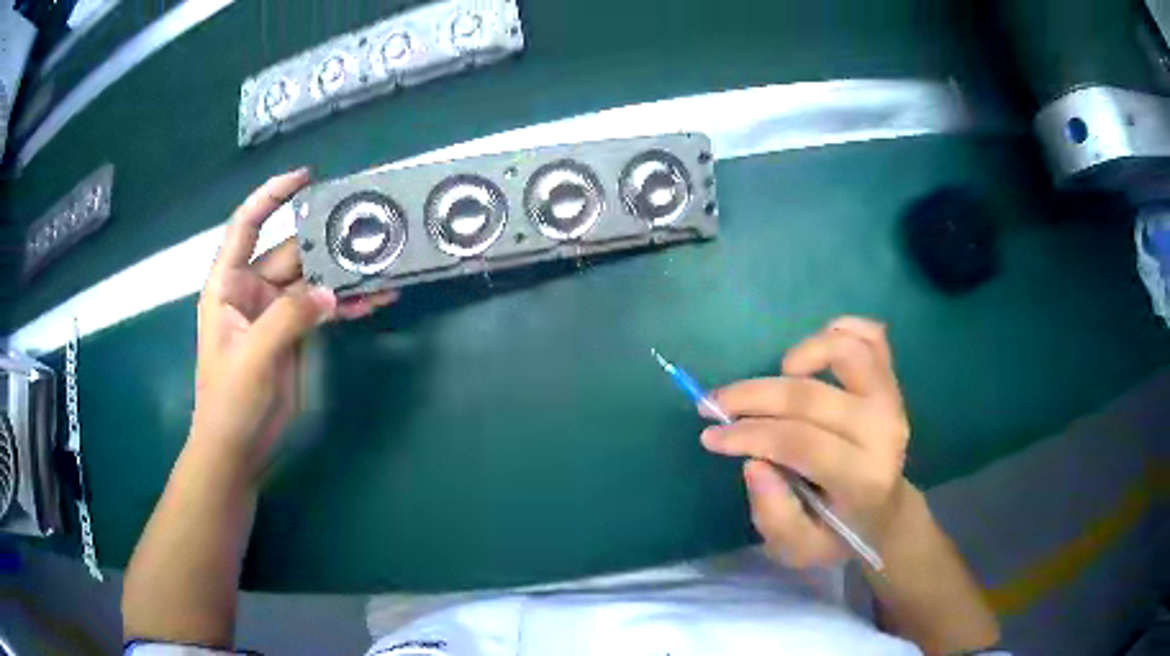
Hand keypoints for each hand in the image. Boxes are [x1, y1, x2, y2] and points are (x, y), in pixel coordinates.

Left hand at [191, 169, 396, 479]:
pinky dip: (347, 304)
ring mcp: (275, 312)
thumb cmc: (229, 400)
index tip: (306, 178)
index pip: (247, 225)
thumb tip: (331, 292)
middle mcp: (251, 289)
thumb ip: (288, 318)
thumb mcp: (253, 356)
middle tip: (368, 228)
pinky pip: (323, 309)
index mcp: (228, 283)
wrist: (238, 447)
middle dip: (327, 241)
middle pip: (291, 252)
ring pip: (313, 281)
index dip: (272, 196)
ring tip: (383, 263)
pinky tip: (375, 299)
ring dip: (344, 274)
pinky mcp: (294, 333)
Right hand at [700, 317, 909, 568]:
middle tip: (714, 404)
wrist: (886, 517)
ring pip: (848, 352)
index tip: (709, 436)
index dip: (747, 434)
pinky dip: (841, 329)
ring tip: (776, 374)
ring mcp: (891, 402)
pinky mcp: (893, 384)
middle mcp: (883, 433)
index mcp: (862, 479)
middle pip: (810, 397)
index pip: (799, 442)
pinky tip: (813, 352)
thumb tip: (753, 463)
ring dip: (802, 352)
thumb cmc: (837, 535)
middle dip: (752, 397)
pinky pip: (873, 337)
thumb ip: (773, 515)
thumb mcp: (797, 549)